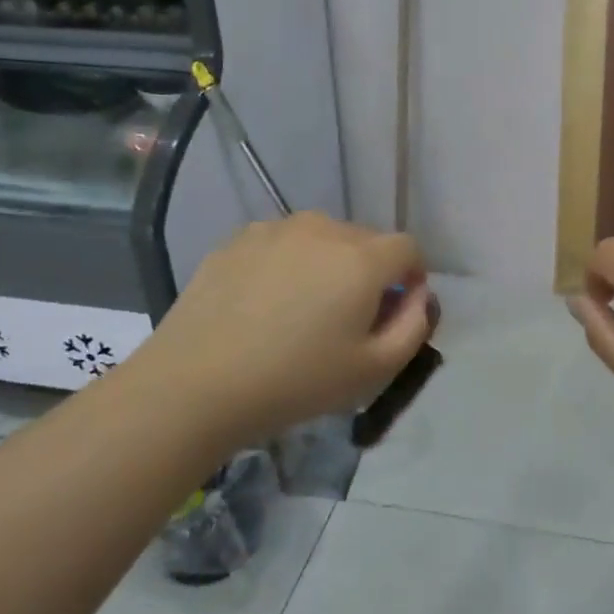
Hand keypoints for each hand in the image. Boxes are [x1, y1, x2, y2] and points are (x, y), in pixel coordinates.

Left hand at [127, 212, 430, 445]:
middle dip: (371, 271)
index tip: (397, 310)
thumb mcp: (374, 369)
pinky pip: (283, 243)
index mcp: (363, 258)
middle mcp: (324, 229)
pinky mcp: (238, 238)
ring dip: (329, 263)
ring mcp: (277, 229)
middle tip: (349, 317)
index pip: (408, 248)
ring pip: (323, 238)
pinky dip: (288, 263)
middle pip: (366, 240)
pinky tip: (265, 303)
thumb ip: (414, 325)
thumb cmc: (296, 381)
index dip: (412, 276)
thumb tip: (419, 295)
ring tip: (303, 308)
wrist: (195, 384)